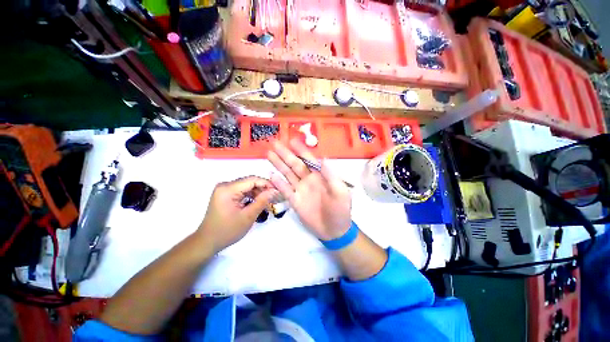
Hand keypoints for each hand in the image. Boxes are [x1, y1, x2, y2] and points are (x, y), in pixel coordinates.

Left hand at [198, 176, 276, 251]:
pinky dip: (251, 196)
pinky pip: (242, 191)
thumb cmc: (227, 231)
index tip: (277, 191)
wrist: (207, 242)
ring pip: (247, 186)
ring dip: (258, 192)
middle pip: (249, 182)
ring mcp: (224, 189)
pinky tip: (258, 202)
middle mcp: (225, 185)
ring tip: (268, 201)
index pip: (252, 180)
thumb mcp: (248, 217)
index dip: (267, 183)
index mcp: (228, 189)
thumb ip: (262, 201)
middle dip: (263, 189)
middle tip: (274, 197)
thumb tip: (274, 191)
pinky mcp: (225, 194)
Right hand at [267, 139, 351, 240]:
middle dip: (285, 154)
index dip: (301, 150)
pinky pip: (285, 190)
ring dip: (279, 164)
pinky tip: (271, 175)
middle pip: (295, 164)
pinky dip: (278, 183)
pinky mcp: (295, 201)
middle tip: (275, 143)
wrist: (334, 230)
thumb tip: (323, 158)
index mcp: (320, 176)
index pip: (309, 160)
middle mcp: (308, 180)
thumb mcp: (341, 192)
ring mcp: (300, 190)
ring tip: (269, 154)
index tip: (292, 140)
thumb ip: (331, 176)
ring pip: (288, 174)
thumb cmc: (340, 210)